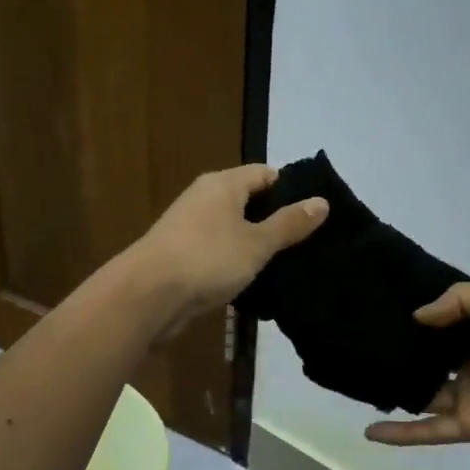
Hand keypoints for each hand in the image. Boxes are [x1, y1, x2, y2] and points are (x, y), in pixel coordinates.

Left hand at [122, 164, 326, 339]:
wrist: (147, 295)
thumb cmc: (208, 259)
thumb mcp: (257, 243)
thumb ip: (289, 224)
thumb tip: (322, 201)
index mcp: (223, 184)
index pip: (266, 174)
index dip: (292, 190)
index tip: (316, 214)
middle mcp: (204, 198)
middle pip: (249, 201)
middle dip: (276, 220)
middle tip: (308, 242)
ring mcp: (190, 227)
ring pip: (233, 229)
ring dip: (256, 244)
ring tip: (288, 264)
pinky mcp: (181, 255)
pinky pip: (218, 251)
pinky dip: (236, 261)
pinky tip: (254, 281)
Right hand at [363, 284, 469, 459]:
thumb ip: (460, 301)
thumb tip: (417, 317)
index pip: (444, 319)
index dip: (416, 312)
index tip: (377, 304)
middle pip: (429, 355)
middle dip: (398, 349)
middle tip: (356, 340)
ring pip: (423, 391)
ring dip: (393, 388)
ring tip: (354, 380)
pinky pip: (430, 429)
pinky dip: (401, 433)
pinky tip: (369, 433)